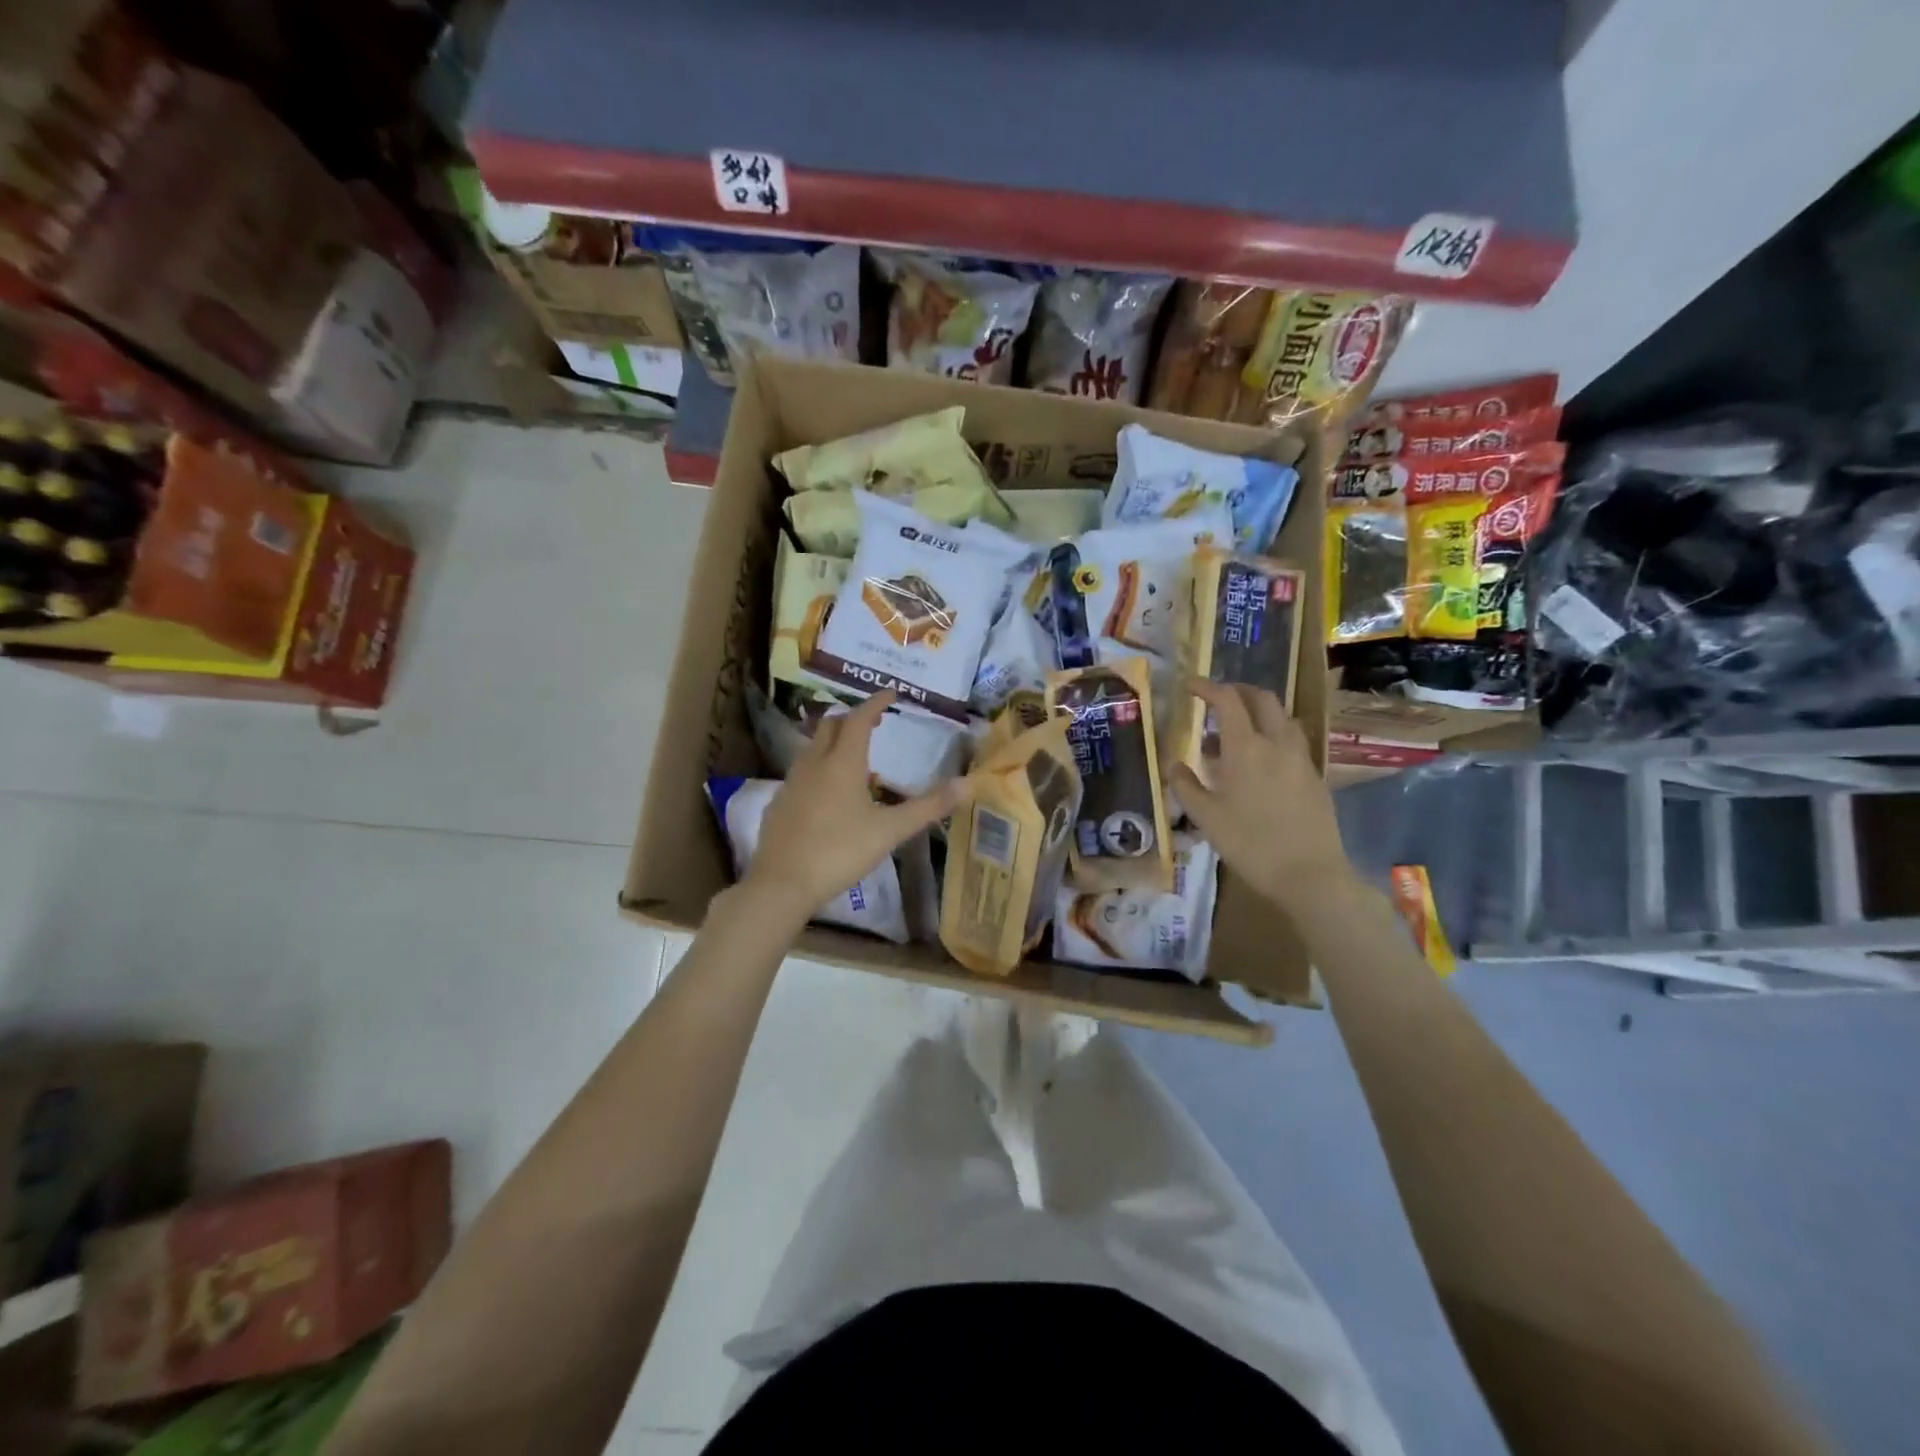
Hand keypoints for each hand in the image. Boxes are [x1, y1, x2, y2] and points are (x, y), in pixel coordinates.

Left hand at [743, 691, 961, 922]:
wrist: (782, 884)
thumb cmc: (840, 851)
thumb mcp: (890, 831)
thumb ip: (928, 807)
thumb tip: (968, 784)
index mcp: (842, 763)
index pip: (859, 719)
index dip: (875, 703)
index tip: (891, 693)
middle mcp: (813, 764)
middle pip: (830, 726)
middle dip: (852, 718)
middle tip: (874, 723)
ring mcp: (791, 783)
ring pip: (812, 748)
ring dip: (833, 742)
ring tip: (854, 757)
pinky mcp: (778, 803)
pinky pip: (801, 773)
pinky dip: (818, 768)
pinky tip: (828, 793)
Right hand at [1170, 680, 1352, 911]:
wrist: (1309, 874)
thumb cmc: (1249, 844)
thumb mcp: (1206, 818)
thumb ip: (1185, 785)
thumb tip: (1173, 764)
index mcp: (1246, 748)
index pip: (1227, 701)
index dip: (1207, 688)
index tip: (1190, 686)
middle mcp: (1277, 743)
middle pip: (1262, 699)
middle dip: (1238, 691)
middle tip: (1216, 699)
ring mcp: (1301, 758)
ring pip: (1282, 717)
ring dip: (1259, 712)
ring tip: (1238, 730)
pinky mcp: (1314, 776)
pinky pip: (1292, 740)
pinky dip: (1273, 735)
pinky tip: (1261, 760)